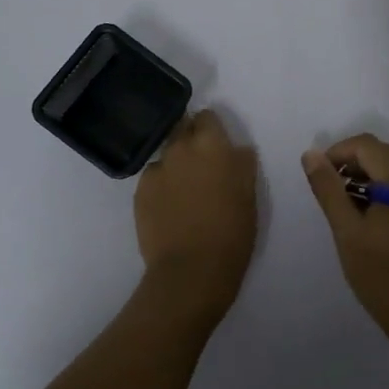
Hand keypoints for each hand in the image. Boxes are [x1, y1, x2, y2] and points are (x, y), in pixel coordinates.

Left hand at [134, 110, 259, 327]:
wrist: (191, 271)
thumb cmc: (232, 232)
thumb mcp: (249, 195)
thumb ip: (241, 164)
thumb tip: (236, 150)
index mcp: (212, 145)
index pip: (207, 116)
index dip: (212, 128)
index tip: (218, 144)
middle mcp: (180, 149)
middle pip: (182, 129)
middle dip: (191, 139)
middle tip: (202, 165)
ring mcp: (156, 169)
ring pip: (166, 154)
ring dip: (175, 163)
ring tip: (184, 189)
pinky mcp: (139, 192)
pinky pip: (153, 178)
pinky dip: (161, 185)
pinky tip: (169, 207)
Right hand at [302, 134, 388, 354]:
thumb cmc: (382, 277)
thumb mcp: (347, 232)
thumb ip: (328, 189)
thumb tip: (310, 154)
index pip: (365, 145)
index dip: (337, 152)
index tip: (317, 175)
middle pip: (381, 152)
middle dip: (351, 162)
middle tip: (328, 189)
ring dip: (366, 175)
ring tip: (343, 203)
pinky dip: (383, 188)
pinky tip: (367, 213)